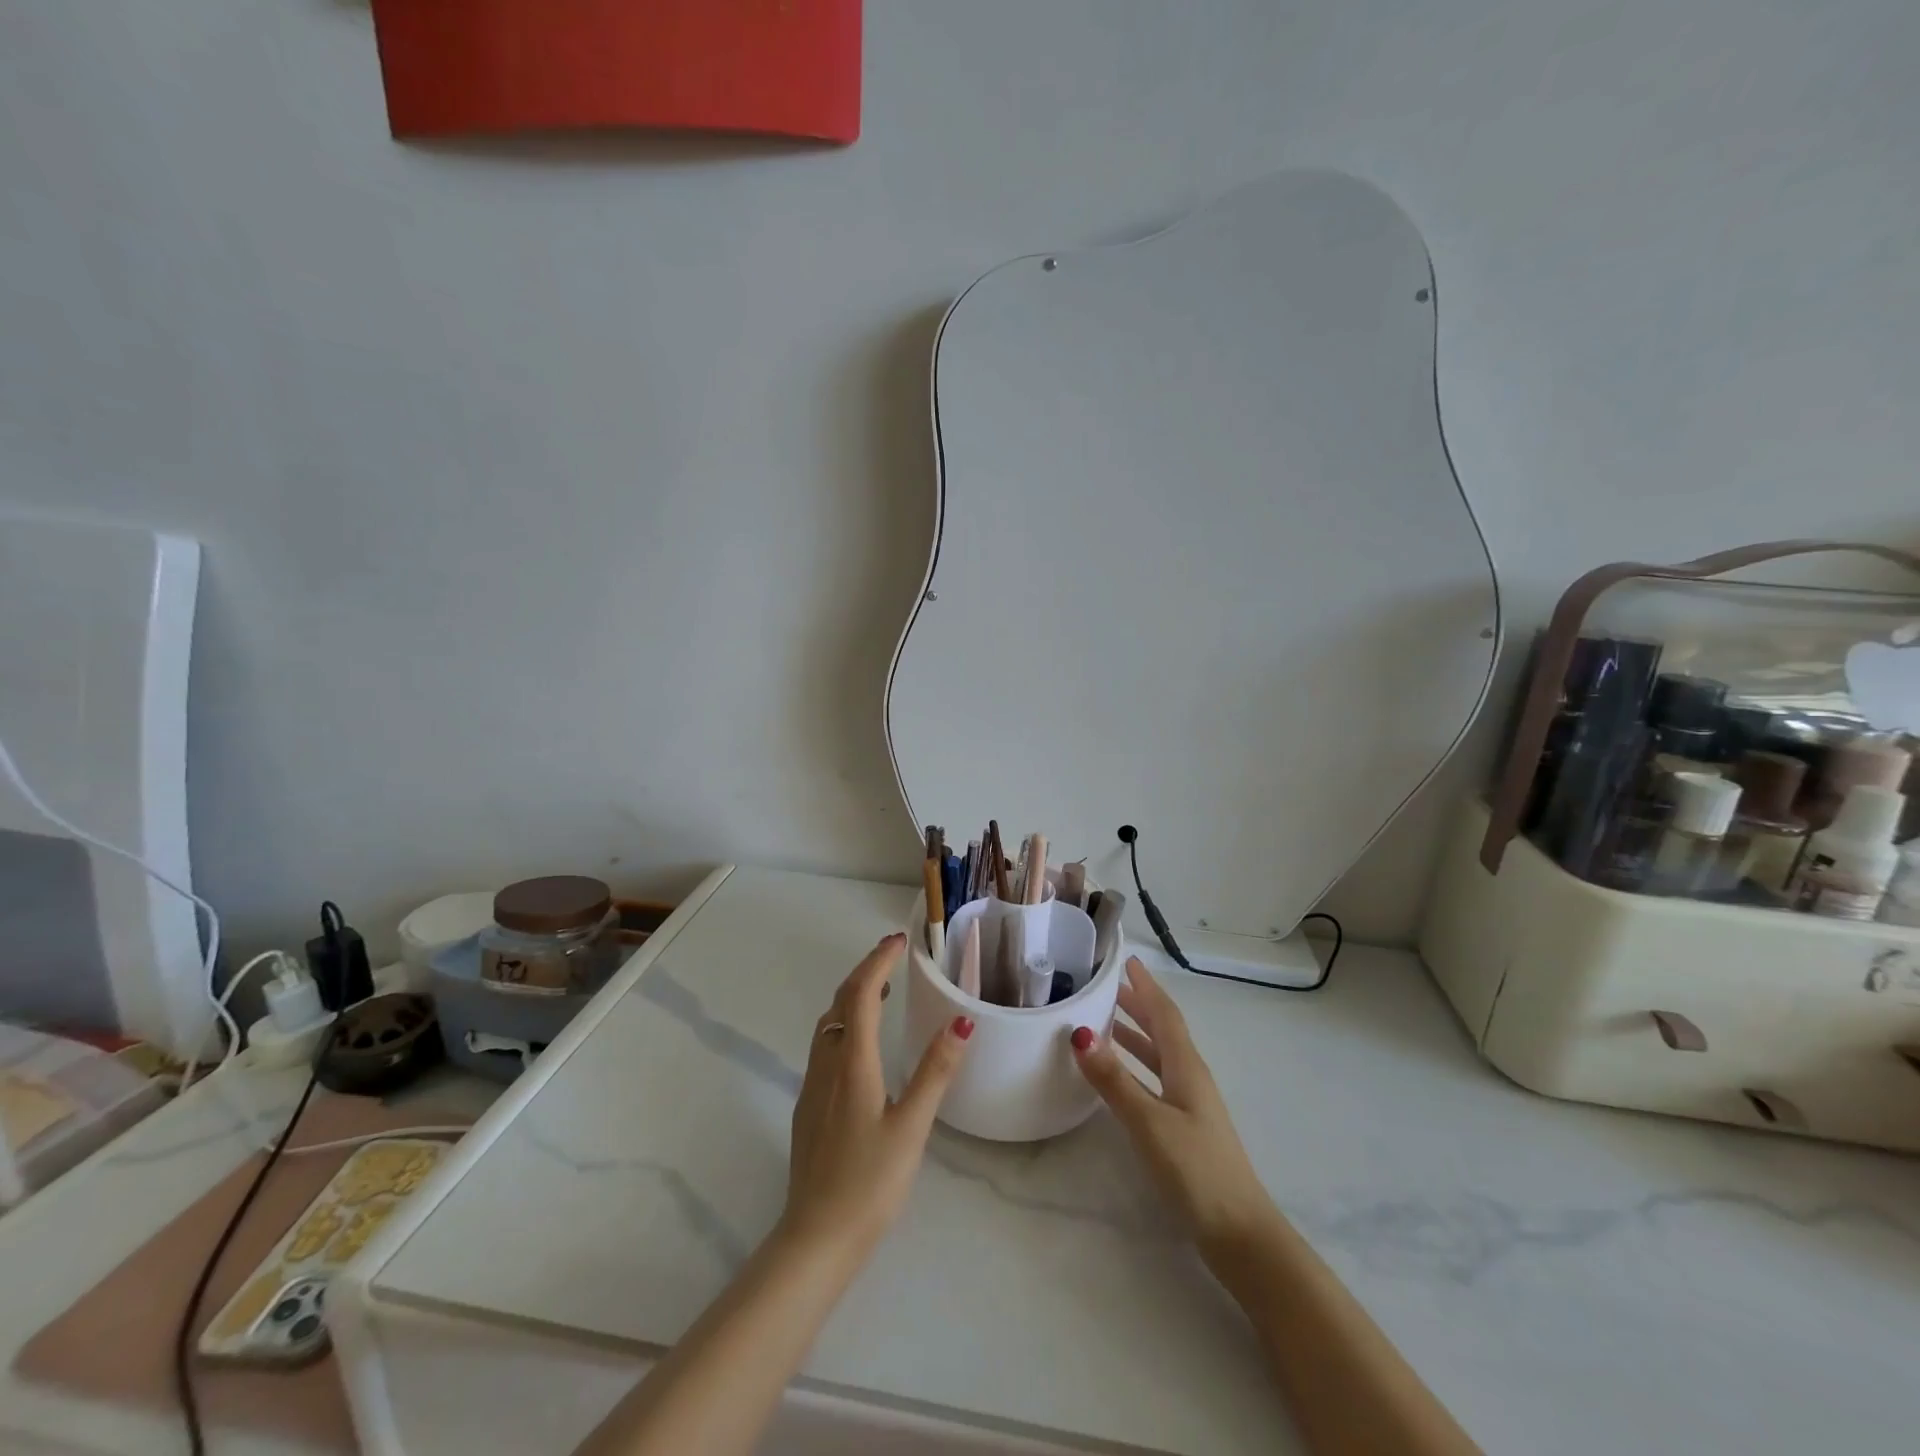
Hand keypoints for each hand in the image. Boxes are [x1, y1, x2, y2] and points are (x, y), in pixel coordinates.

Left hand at [780, 933, 973, 1262]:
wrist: (815, 1239)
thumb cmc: (870, 1183)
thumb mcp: (912, 1127)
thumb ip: (935, 1072)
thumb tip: (960, 1022)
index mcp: (853, 1064)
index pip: (861, 994)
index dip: (878, 961)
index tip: (899, 941)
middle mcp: (827, 1066)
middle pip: (840, 1002)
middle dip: (865, 971)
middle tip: (893, 955)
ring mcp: (813, 1087)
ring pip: (828, 1024)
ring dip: (852, 997)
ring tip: (881, 989)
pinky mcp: (809, 1107)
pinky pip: (825, 1046)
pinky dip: (845, 1023)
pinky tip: (862, 1043)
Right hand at [1072, 957, 1275, 1250]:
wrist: (1240, 1234)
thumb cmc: (1196, 1170)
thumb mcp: (1149, 1122)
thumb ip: (1114, 1079)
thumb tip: (1079, 1033)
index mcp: (1187, 1067)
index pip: (1165, 1015)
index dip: (1146, 987)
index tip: (1128, 961)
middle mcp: (1191, 1078)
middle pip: (1164, 1031)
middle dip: (1139, 1005)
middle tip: (1109, 986)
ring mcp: (1191, 1105)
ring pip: (1160, 1056)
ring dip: (1136, 1034)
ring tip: (1106, 1022)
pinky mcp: (1186, 1128)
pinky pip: (1157, 1079)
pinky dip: (1137, 1066)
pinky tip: (1121, 1077)